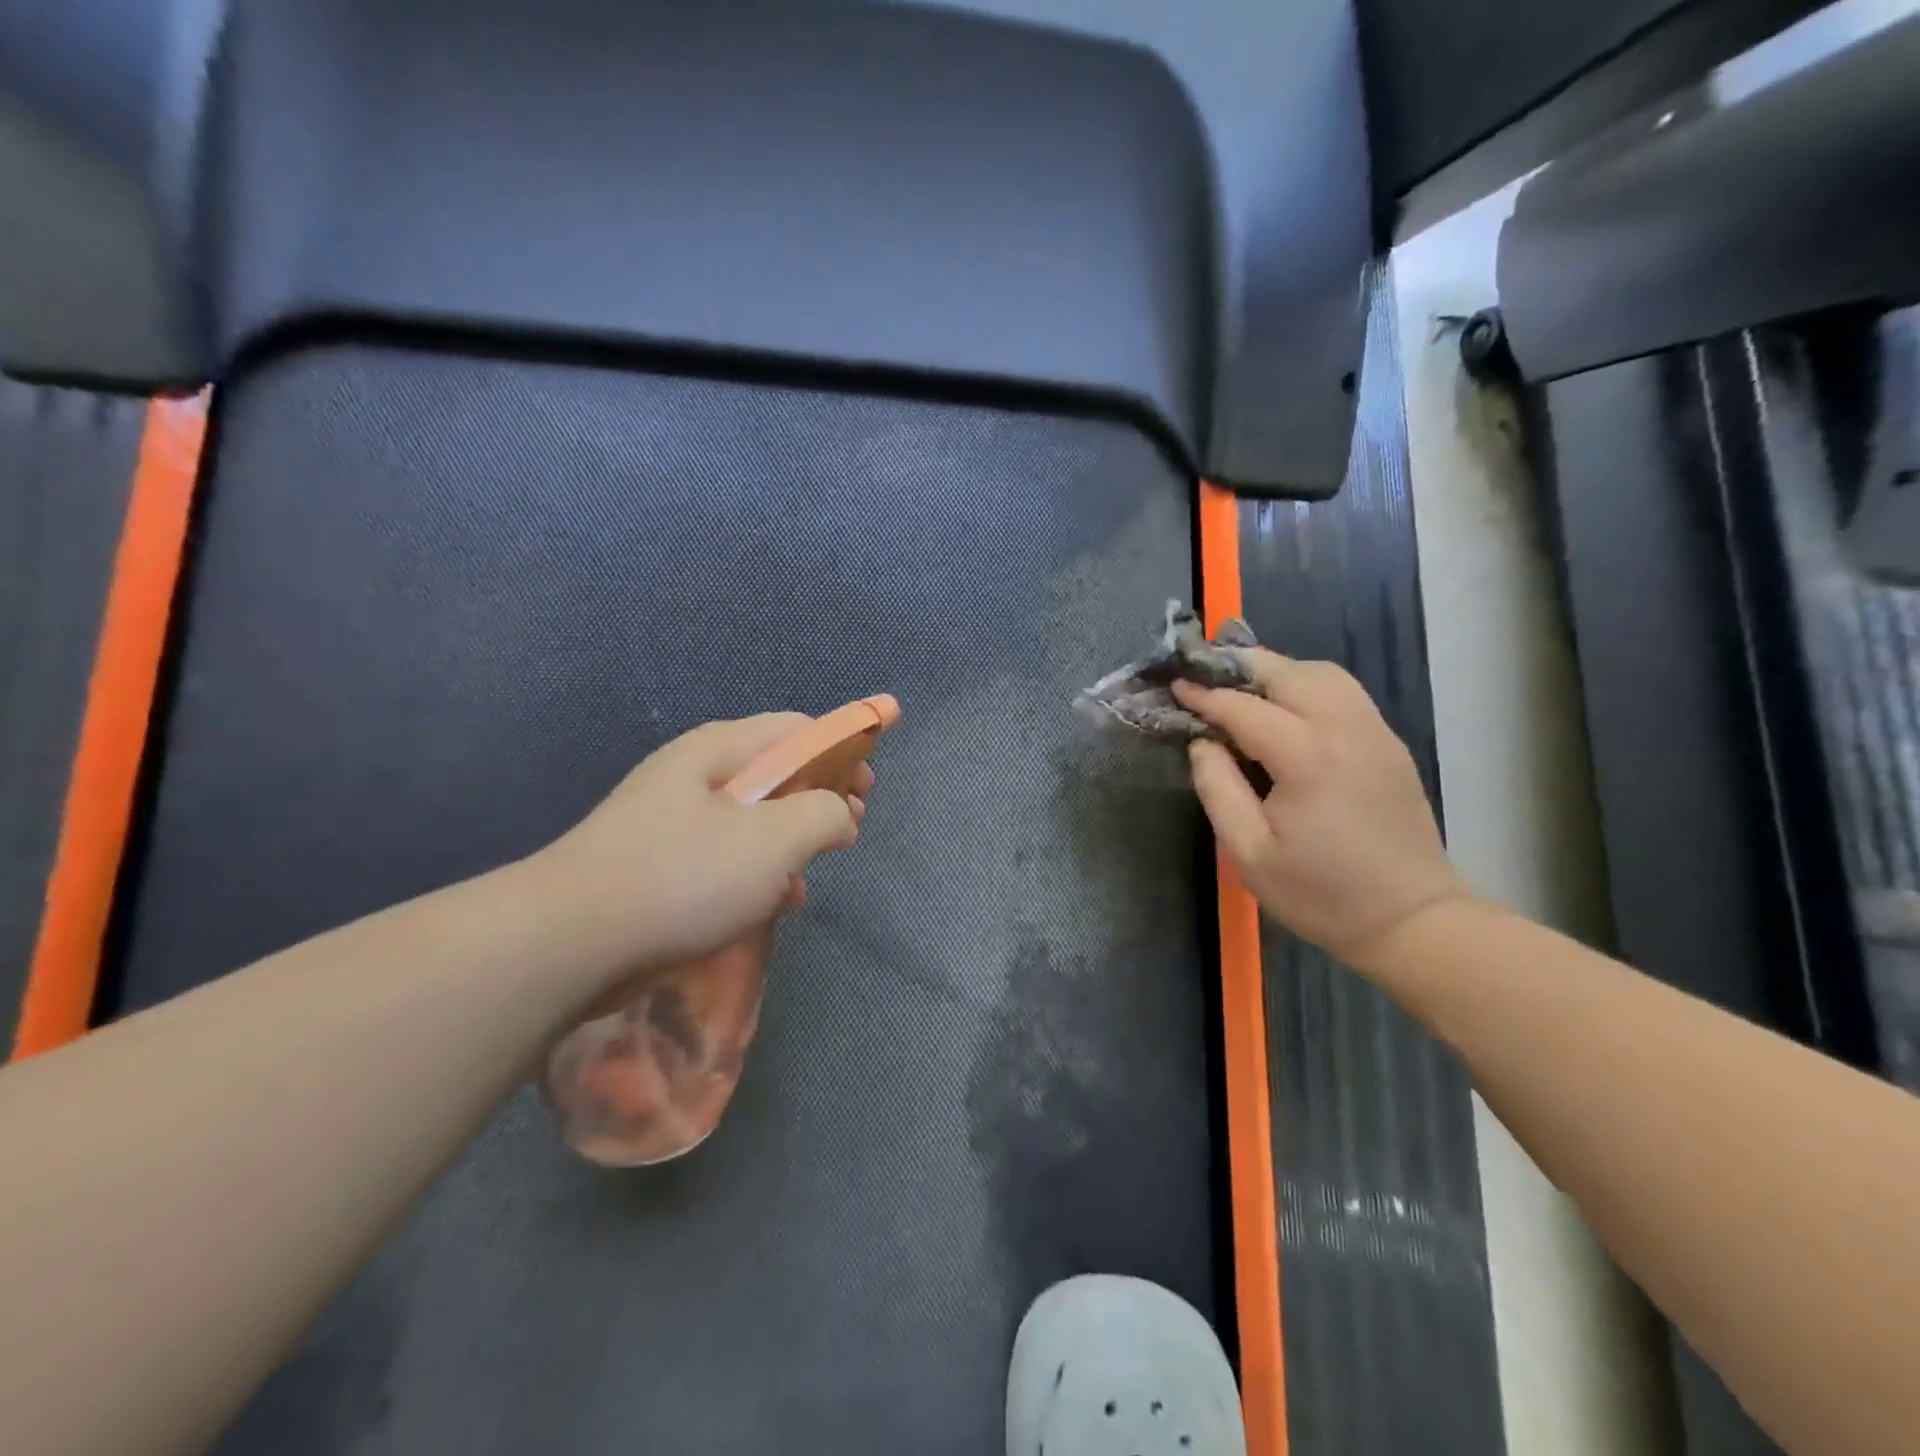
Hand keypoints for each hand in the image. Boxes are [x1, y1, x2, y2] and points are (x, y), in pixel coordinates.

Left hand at [530, 714, 865, 987]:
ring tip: (811, 872)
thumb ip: (825, 814)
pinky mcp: (658, 864)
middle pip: (776, 771)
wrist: (570, 940)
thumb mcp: (776, 838)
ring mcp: (671, 819)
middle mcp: (695, 773)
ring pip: (752, 818)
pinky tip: (772, 903)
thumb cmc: (685, 875)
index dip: (844, 747)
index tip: (870, 786)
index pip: (798, 728)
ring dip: (791, 840)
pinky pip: (724, 855)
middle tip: (849, 828)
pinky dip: (757, 871)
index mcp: (721, 749)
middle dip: (820, 797)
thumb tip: (840, 815)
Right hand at [1174, 652, 1466, 965]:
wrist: (1411, 920)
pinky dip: (1306, 683)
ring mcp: (1374, 731)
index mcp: (1308, 758)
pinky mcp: (1388, 742)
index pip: (1245, 709)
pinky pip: (1343, 691)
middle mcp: (1345, 729)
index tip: (1175, 685)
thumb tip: (1202, 742)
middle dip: (1240, 666)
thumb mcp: (1249, 853)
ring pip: (1321, 673)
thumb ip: (1218, 788)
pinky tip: (1286, 705)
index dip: (1205, 695)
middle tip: (1203, 674)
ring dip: (1277, 671)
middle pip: (1287, 673)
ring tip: (1242, 686)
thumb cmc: (1321, 893)